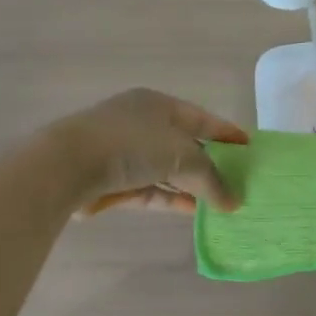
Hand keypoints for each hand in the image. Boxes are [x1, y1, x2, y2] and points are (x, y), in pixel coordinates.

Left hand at [53, 89, 248, 215]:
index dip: (226, 133)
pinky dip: (170, 198)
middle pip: (184, 144)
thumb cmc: (132, 145)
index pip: (201, 118)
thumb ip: (212, 180)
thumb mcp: (183, 157)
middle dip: (209, 164)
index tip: (249, 148)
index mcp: (158, 104)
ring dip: (191, 185)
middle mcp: (141, 123)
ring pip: (166, 169)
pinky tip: (192, 211)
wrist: (66, 166)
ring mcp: (123, 152)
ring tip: (219, 203)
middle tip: (236, 181)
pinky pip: (150, 189)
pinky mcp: (111, 181)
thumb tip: (234, 202)